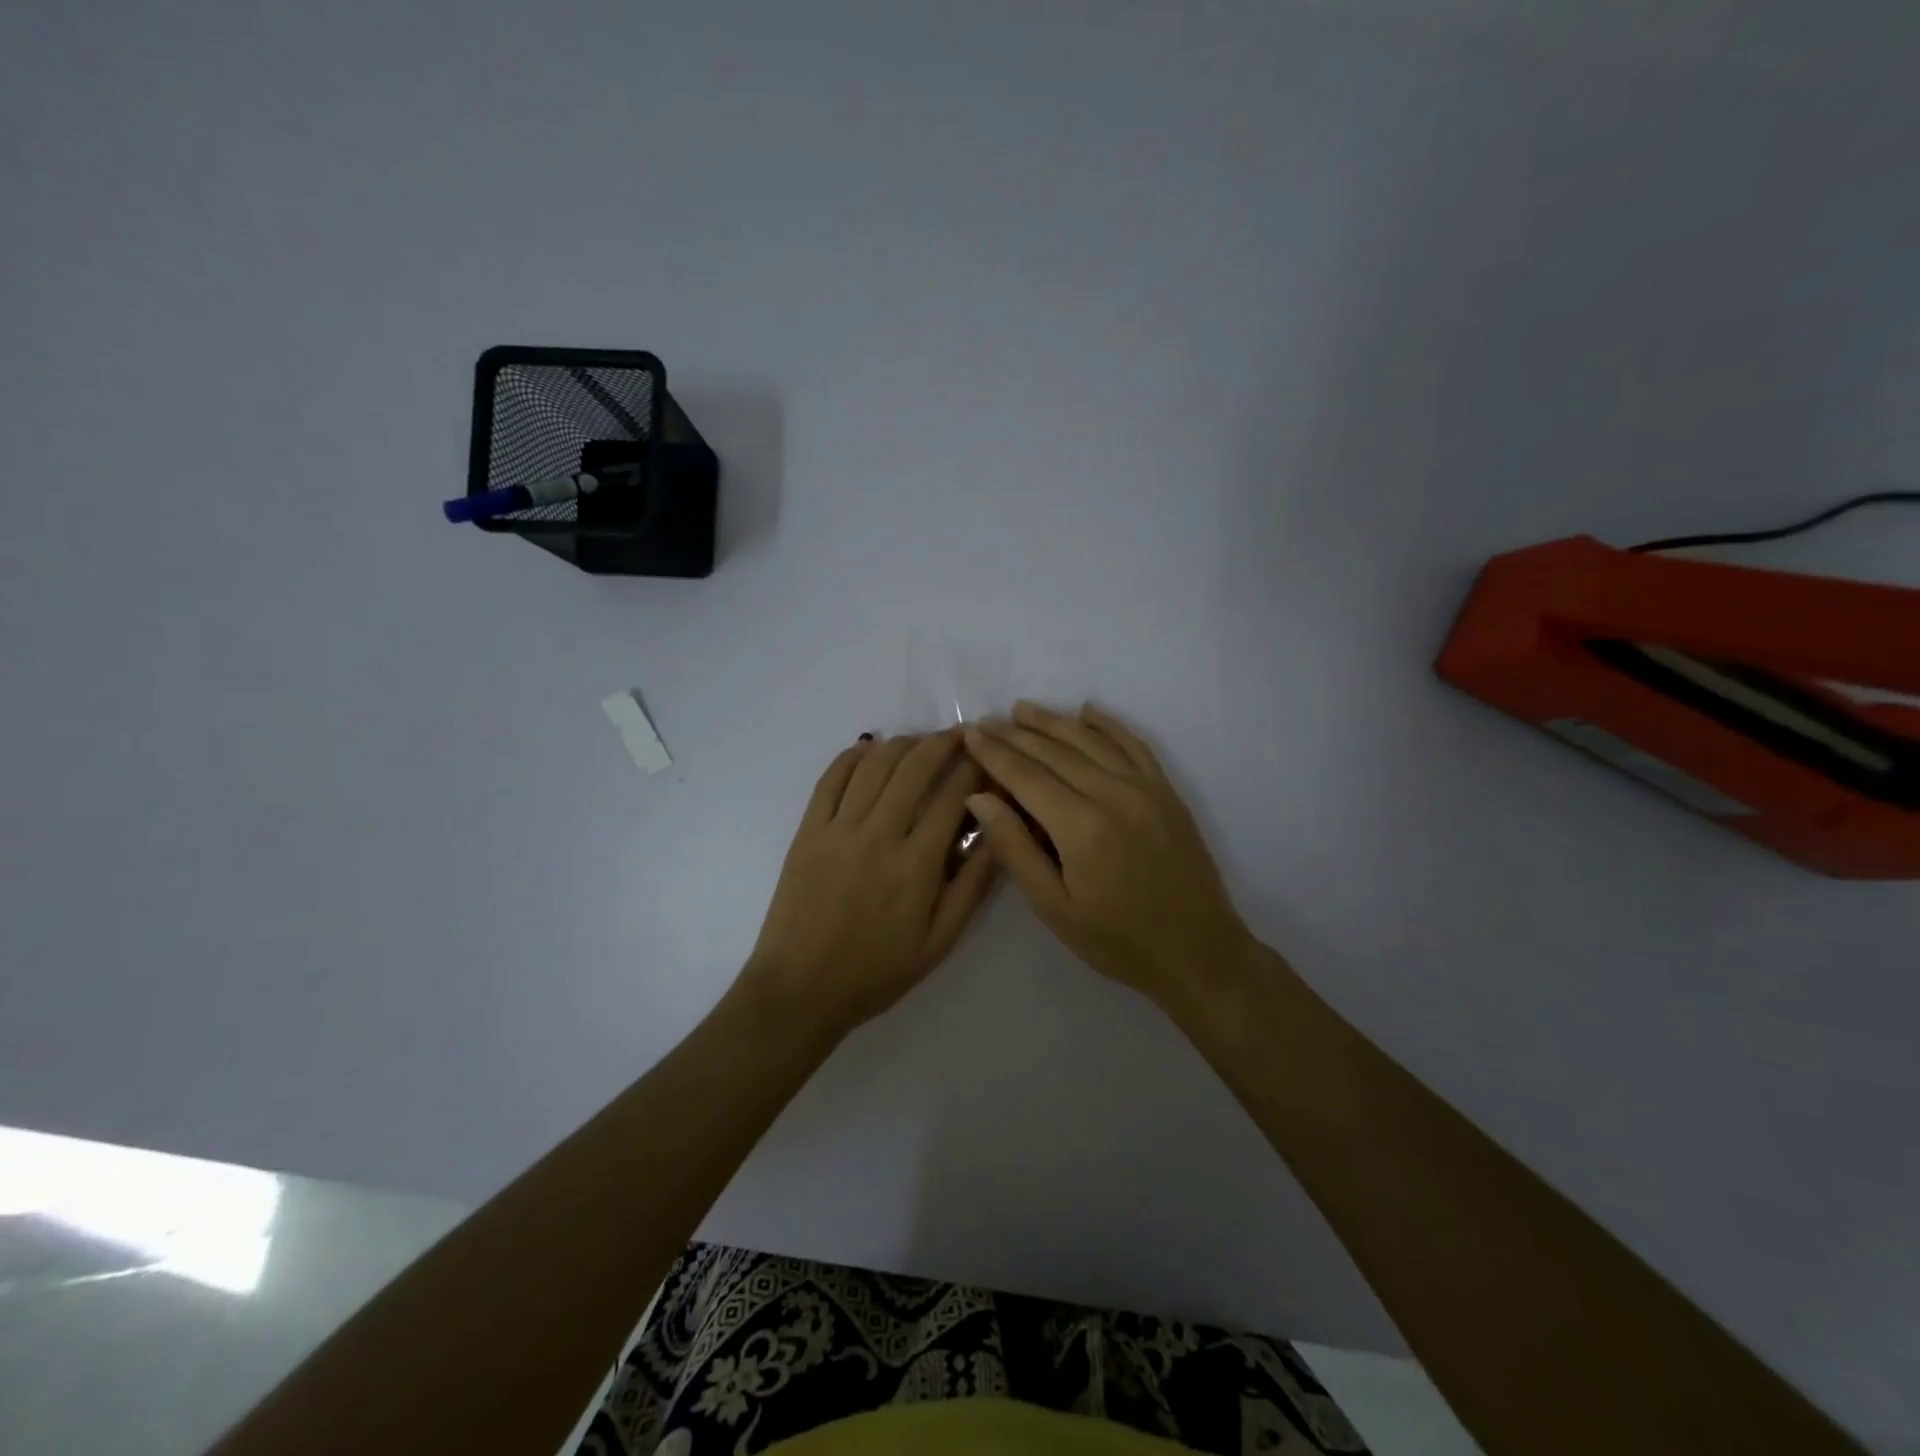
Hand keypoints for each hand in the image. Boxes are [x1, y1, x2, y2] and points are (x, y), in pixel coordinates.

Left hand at [739, 730, 999, 1039]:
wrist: (800, 990)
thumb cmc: (876, 972)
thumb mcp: (939, 942)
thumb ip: (972, 887)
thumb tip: (998, 836)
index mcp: (916, 864)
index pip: (953, 795)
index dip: (975, 767)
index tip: (988, 755)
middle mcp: (878, 834)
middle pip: (914, 767)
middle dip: (943, 742)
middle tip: (961, 735)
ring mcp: (838, 828)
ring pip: (874, 765)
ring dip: (902, 744)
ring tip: (921, 741)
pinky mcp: (808, 830)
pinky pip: (830, 779)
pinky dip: (852, 756)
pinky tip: (869, 748)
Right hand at [962, 702, 1253, 1008]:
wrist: (1198, 952)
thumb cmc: (1117, 940)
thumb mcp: (1054, 908)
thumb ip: (1015, 848)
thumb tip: (979, 797)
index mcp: (1081, 827)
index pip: (1026, 775)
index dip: (994, 753)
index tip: (969, 734)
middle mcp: (1114, 794)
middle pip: (1055, 751)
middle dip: (1016, 733)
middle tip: (987, 720)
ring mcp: (1146, 788)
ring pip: (1092, 740)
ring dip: (1054, 721)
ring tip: (1023, 709)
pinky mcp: (1167, 792)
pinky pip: (1134, 744)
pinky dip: (1109, 724)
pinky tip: (1088, 711)